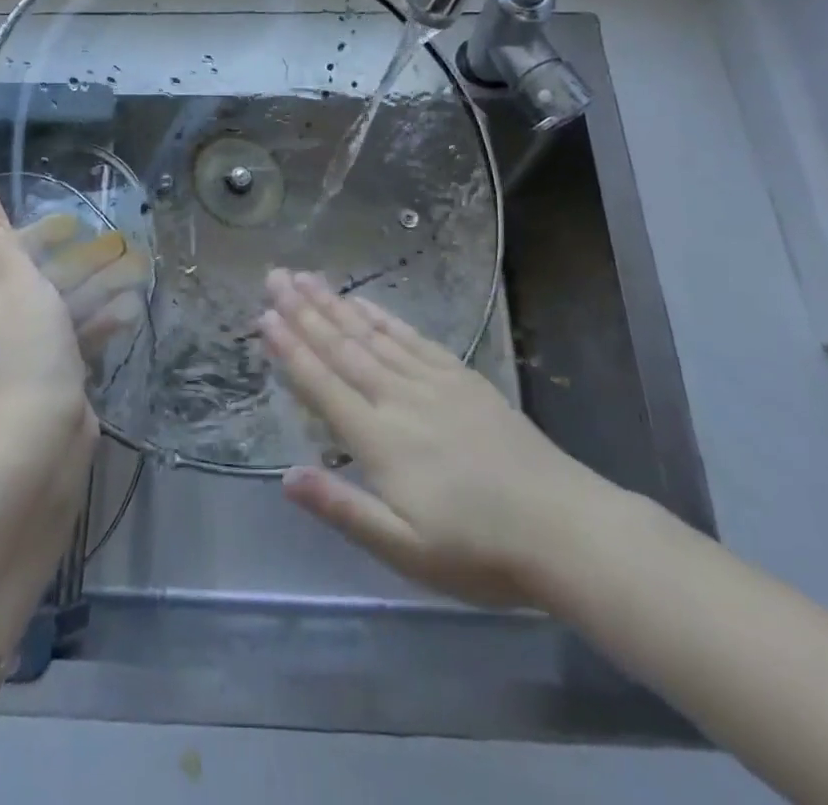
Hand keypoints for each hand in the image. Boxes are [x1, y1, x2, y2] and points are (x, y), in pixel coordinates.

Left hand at [0, 173, 133, 455]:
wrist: (36, 444)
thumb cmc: (19, 347)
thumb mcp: (10, 276)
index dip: (30, 242)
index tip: (72, 230)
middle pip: (17, 287)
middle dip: (67, 269)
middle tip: (107, 249)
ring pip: (42, 316)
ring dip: (84, 296)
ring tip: (126, 275)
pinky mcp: (26, 387)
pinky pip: (53, 346)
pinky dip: (84, 330)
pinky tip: (124, 313)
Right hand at [260, 270, 616, 609]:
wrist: (563, 528)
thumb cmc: (478, 550)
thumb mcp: (404, 549)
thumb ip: (343, 508)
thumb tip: (285, 477)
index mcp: (380, 439)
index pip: (323, 385)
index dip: (291, 349)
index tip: (264, 317)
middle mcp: (399, 398)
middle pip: (342, 347)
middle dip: (304, 311)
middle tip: (275, 277)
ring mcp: (433, 382)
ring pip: (372, 335)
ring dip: (336, 305)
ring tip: (308, 278)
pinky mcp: (462, 378)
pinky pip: (412, 338)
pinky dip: (384, 316)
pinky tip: (365, 303)